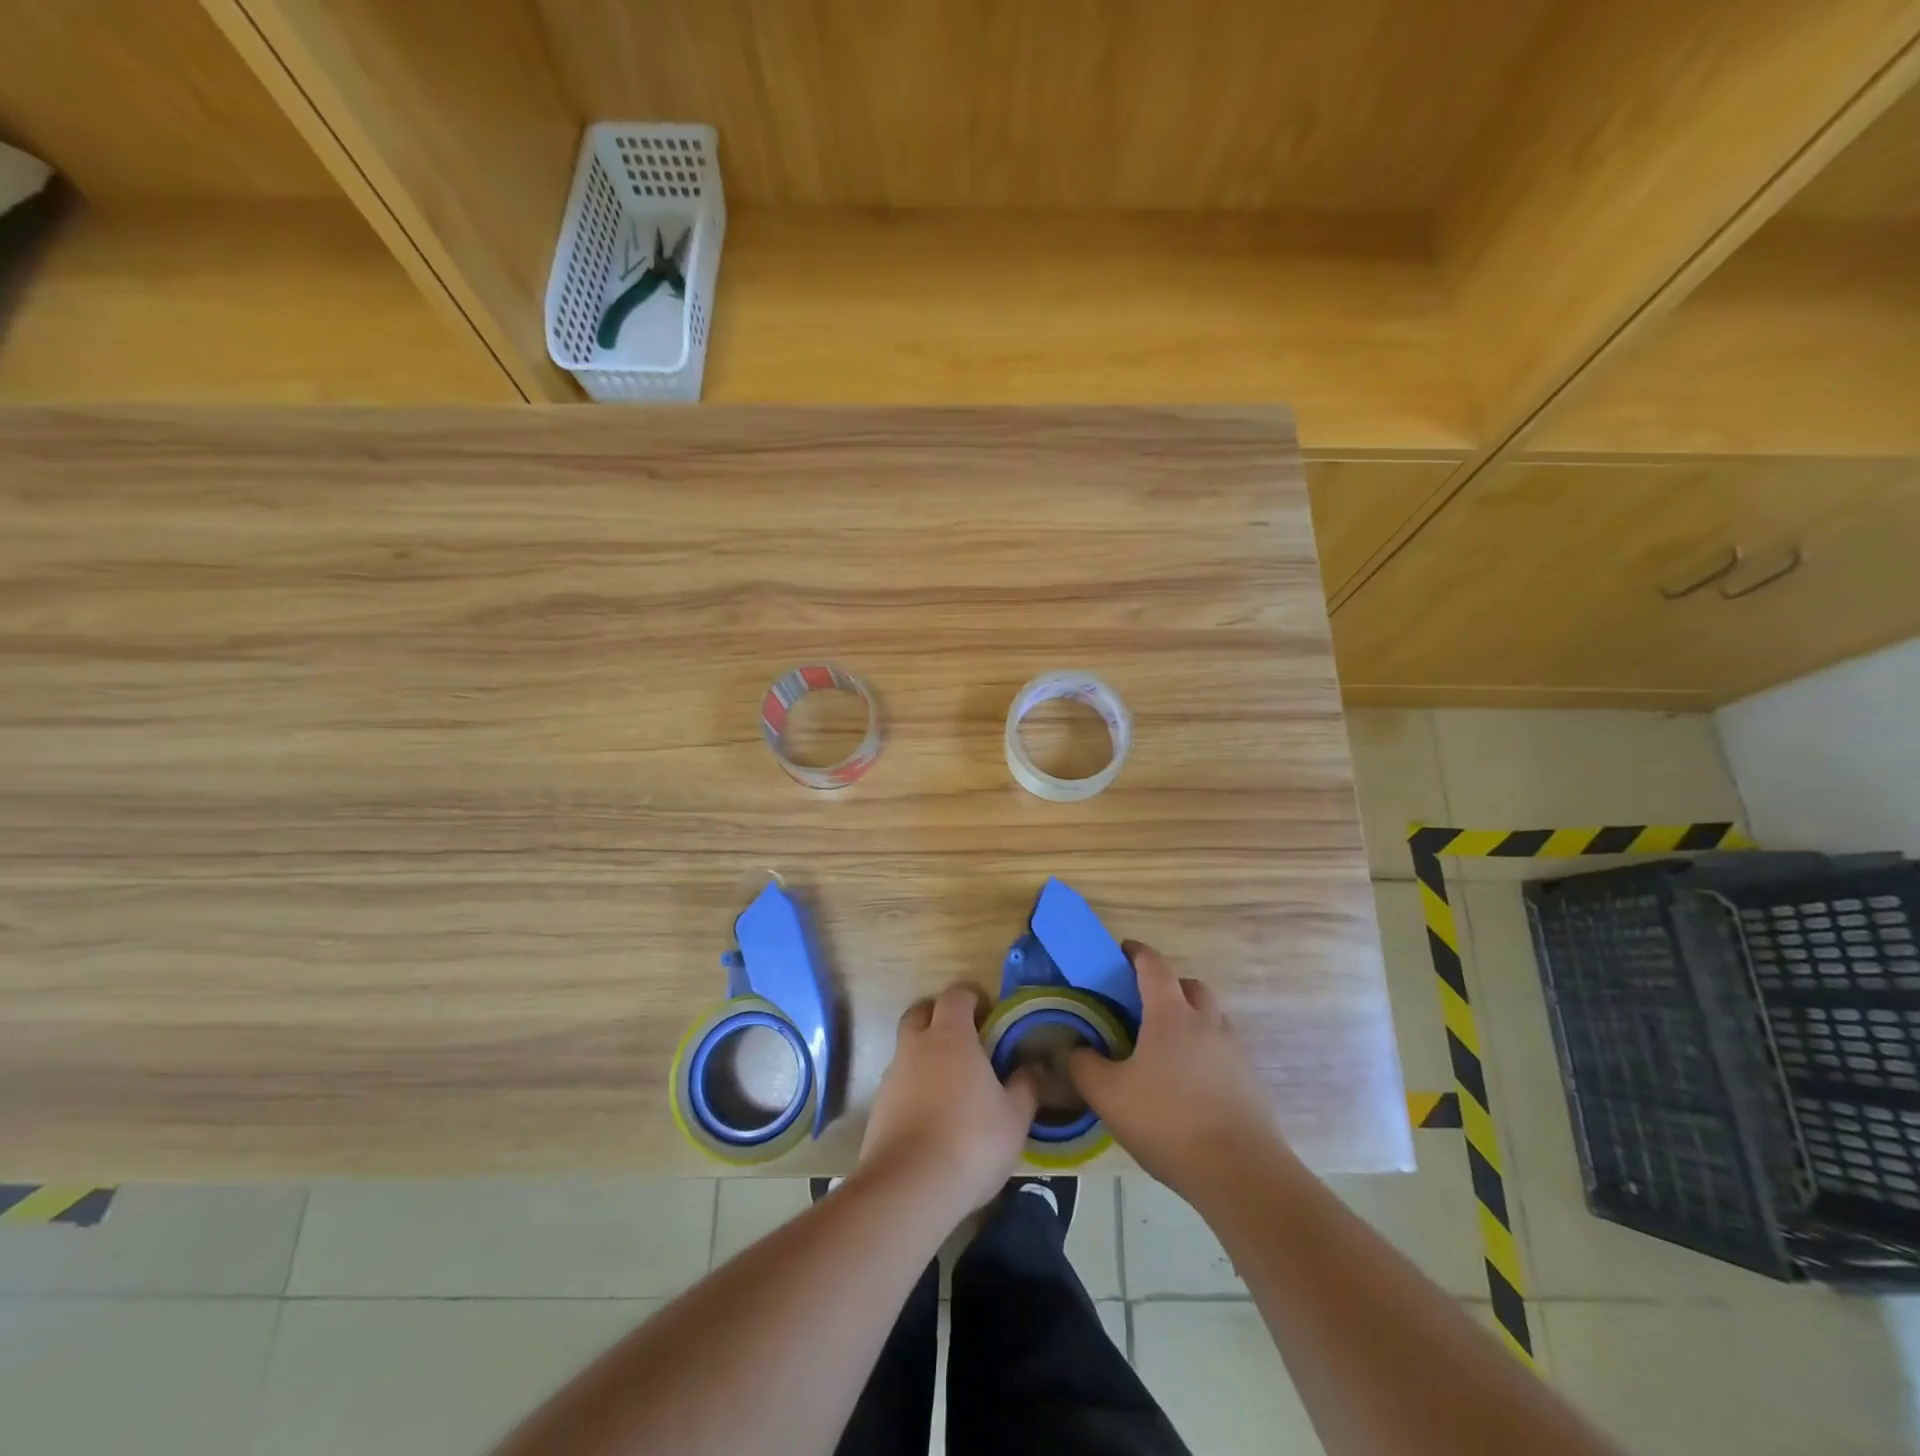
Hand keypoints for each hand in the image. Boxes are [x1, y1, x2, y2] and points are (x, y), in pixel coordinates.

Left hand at [858, 984, 1039, 1217]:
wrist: (908, 1188)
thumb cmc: (971, 1142)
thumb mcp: (1015, 1118)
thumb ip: (1025, 1087)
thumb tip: (1032, 1067)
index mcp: (951, 1036)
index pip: (955, 996)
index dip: (971, 998)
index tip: (988, 1014)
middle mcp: (916, 1046)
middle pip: (921, 1013)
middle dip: (940, 1017)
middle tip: (965, 1040)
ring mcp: (892, 1076)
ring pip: (907, 1049)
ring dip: (925, 1055)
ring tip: (950, 1085)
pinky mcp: (878, 1107)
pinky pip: (899, 1083)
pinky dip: (914, 1088)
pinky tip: (932, 1116)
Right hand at [1070, 942, 1284, 1205]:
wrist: (1241, 1173)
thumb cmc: (1168, 1122)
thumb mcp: (1108, 1095)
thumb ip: (1083, 1066)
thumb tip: (1075, 1050)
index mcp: (1170, 1014)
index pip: (1154, 966)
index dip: (1136, 953)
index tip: (1121, 951)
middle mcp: (1206, 1021)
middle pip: (1189, 986)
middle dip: (1167, 986)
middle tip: (1142, 1005)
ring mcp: (1234, 1050)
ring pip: (1210, 1017)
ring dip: (1189, 1018)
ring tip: (1164, 1047)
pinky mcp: (1250, 1081)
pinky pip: (1223, 1049)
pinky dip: (1204, 1051)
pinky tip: (1187, 1082)